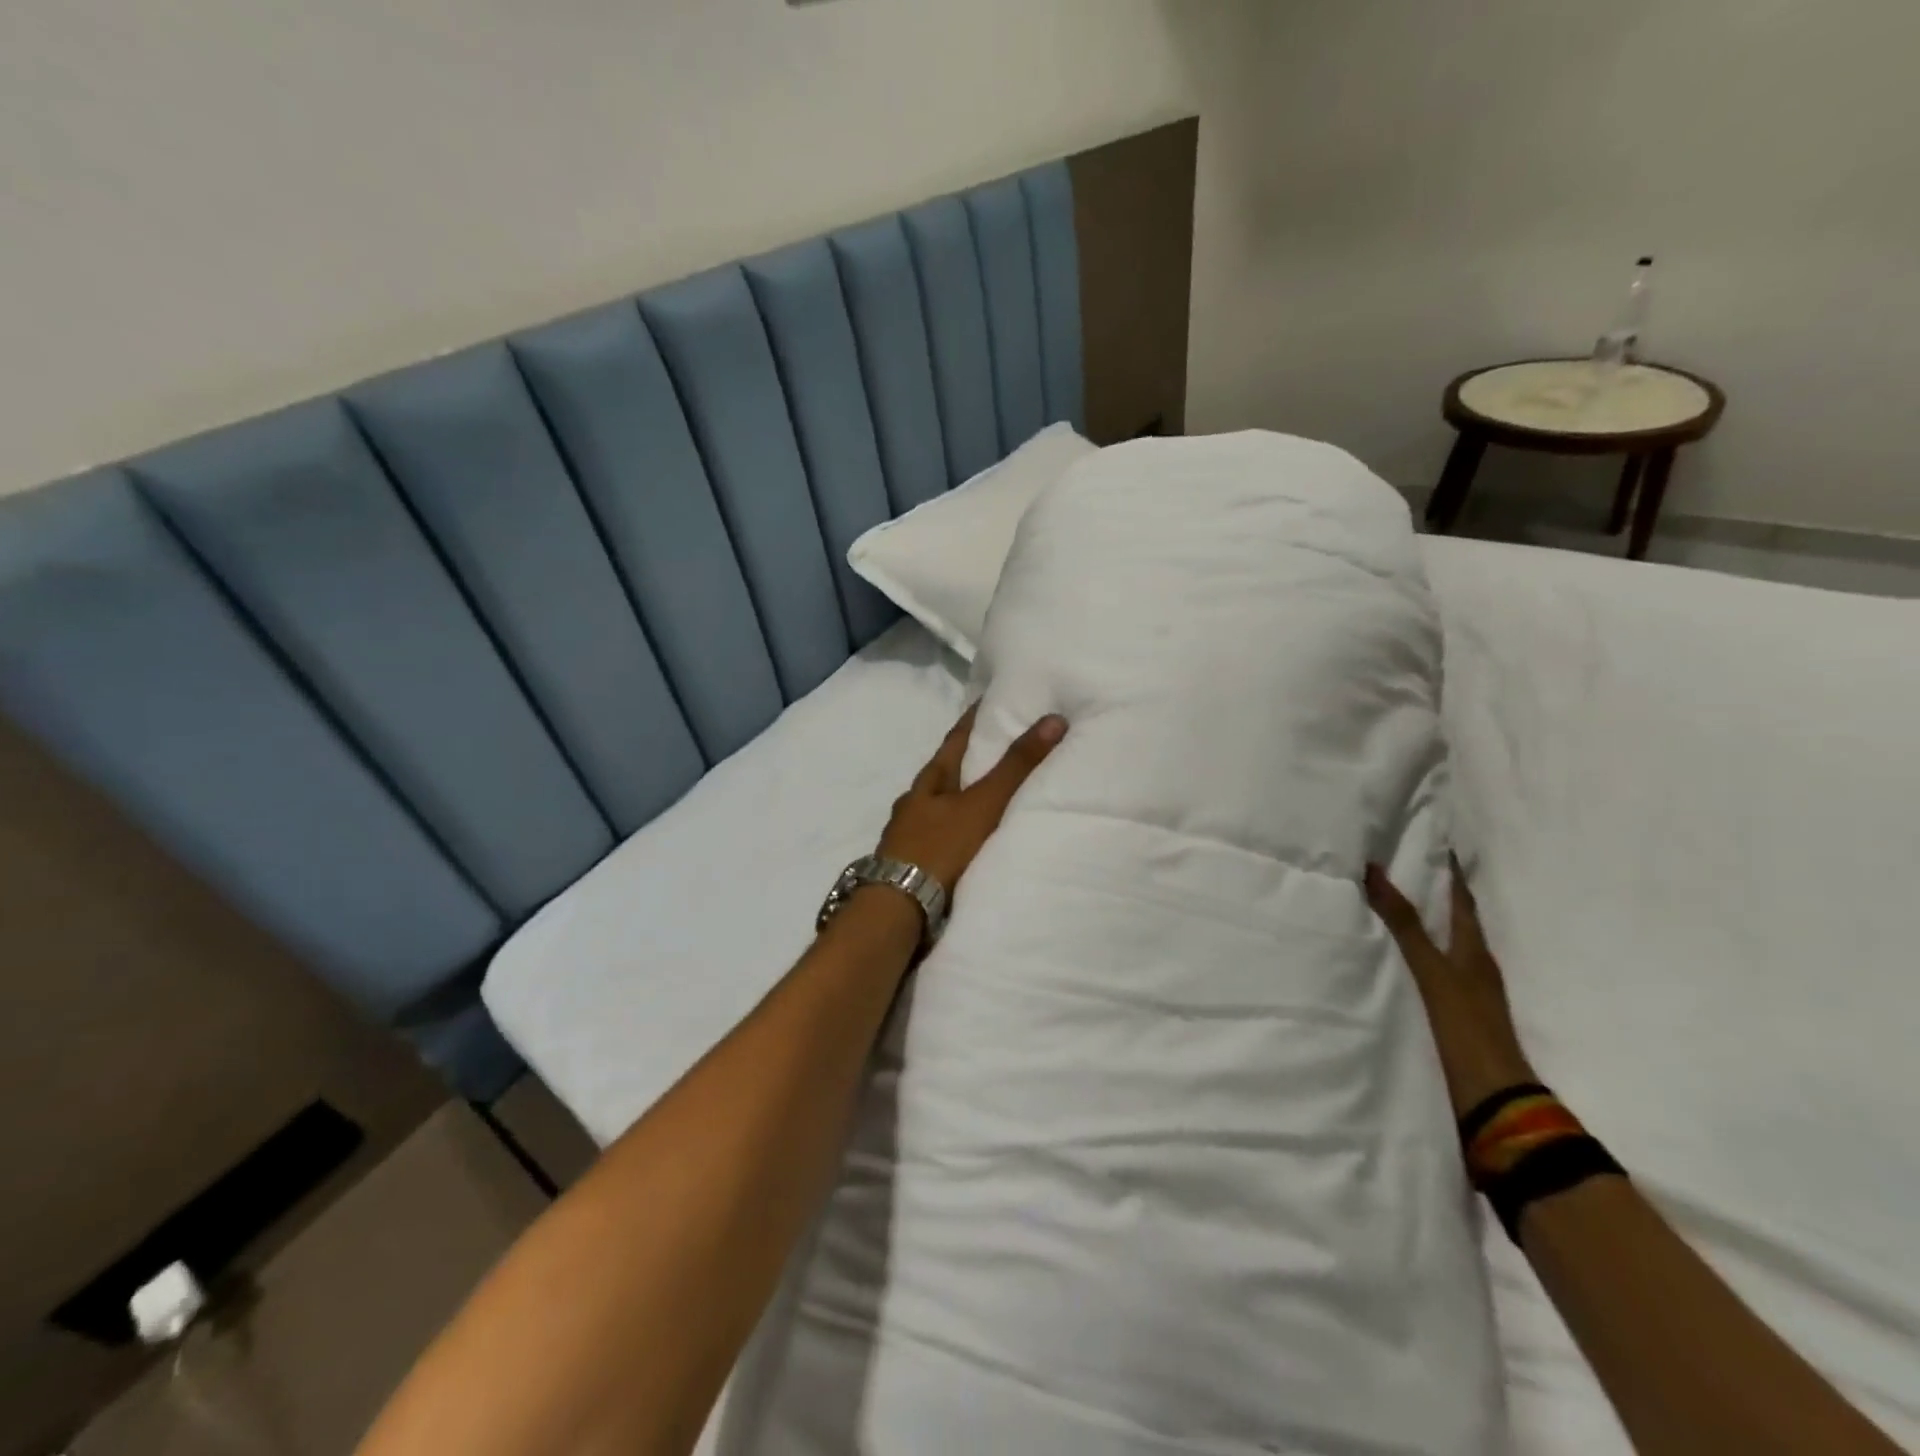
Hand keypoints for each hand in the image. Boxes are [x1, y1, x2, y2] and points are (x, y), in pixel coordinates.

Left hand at [877, 704, 1066, 892]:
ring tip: (988, 795)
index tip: (990, 700)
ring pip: (939, 806)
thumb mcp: (983, 804)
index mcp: (928, 781)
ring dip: (960, 798)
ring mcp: (908, 834)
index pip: (954, 739)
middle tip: (996, 747)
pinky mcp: (913, 863)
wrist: (899, 907)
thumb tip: (1054, 719)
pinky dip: (957, 830)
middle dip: (966, 760)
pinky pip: (940, 837)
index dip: (972, 719)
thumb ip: (1016, 767)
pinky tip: (968, 840)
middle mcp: (914, 803)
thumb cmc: (940, 847)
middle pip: (944, 773)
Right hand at [1365, 856, 1536, 1118]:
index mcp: (1475, 952)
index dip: (1450, 873)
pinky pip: (1433, 974)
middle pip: (1456, 923)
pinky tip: (1397, 962)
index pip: (1462, 901)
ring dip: (1425, 928)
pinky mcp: (1454, 1018)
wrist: (1491, 1101)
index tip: (1435, 844)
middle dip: (1436, 897)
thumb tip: (1374, 868)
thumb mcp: (1429, 970)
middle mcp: (1475, 969)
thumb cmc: (1463, 1027)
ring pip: (1445, 949)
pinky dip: (1417, 959)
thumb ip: (1402, 923)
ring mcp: (1467, 996)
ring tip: (1393, 909)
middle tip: (1405, 869)